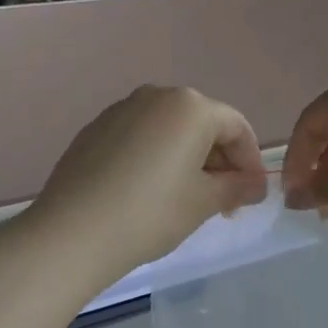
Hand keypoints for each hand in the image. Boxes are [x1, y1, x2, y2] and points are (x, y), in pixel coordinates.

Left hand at [29, 85, 268, 276]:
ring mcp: (122, 109)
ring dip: (187, 158)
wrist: (72, 232)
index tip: (252, 195)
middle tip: (222, 202)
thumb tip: (255, 184)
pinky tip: (148, 191)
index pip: (236, 127)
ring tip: (186, 198)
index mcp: (191, 106)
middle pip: (202, 124)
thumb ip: (237, 187)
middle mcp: (157, 95)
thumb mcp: (204, 202)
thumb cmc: (151, 212)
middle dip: (219, 160)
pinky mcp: (96, 129)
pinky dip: (155, 157)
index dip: (250, 161)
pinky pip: (140, 136)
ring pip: (170, 129)